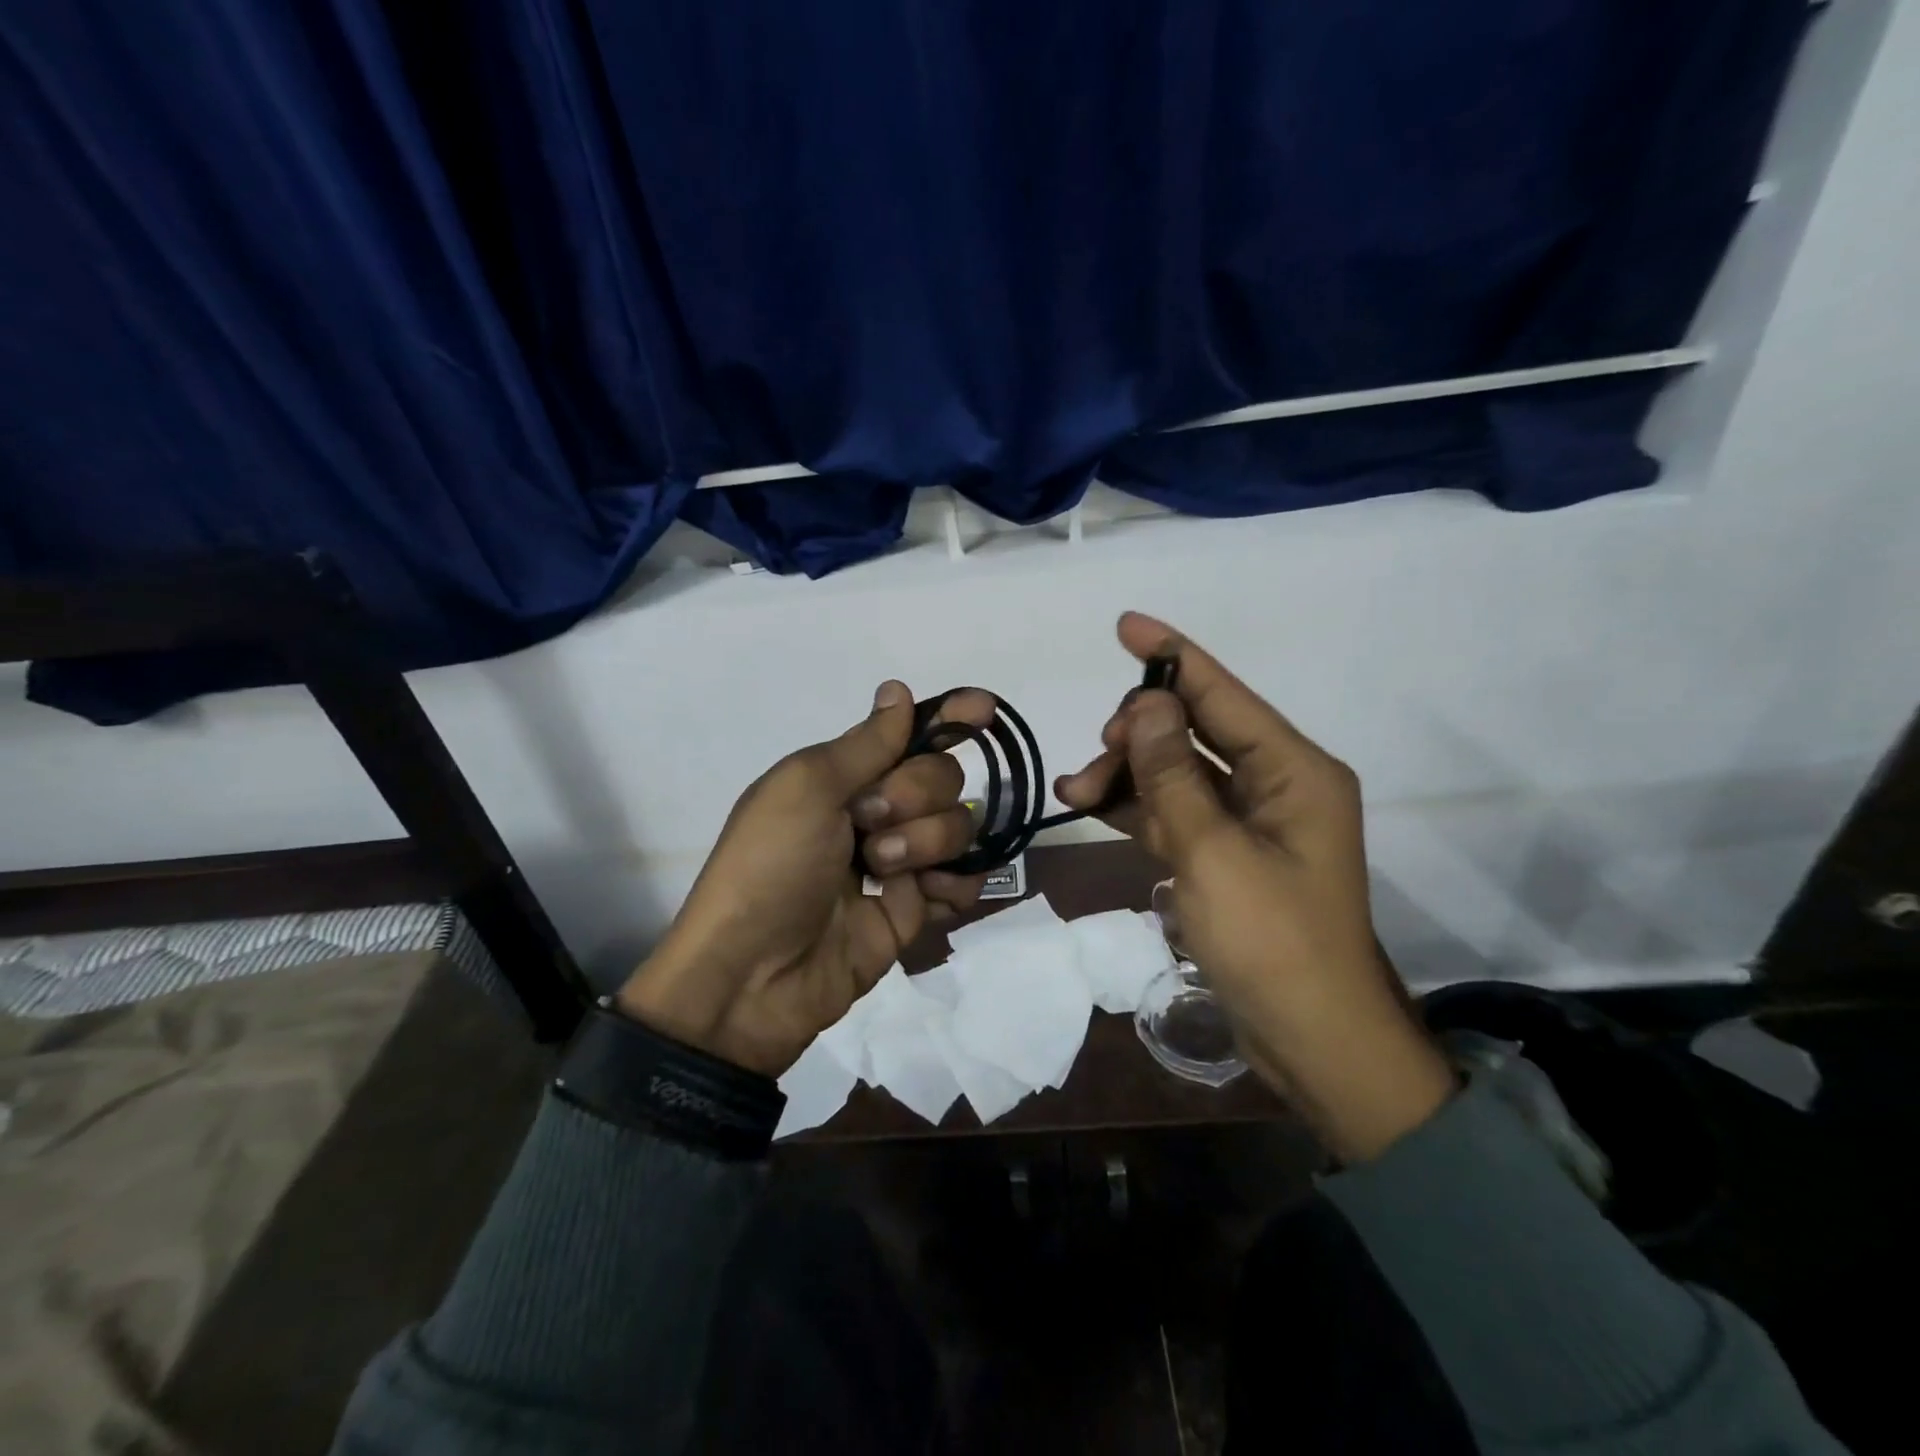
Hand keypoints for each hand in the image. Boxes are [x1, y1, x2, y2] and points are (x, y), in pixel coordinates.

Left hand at [618, 682, 991, 1075]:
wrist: (753, 976)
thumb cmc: (770, 865)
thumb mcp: (805, 789)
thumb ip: (864, 743)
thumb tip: (898, 690)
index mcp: (844, 776)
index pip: (910, 734)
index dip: (950, 718)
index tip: (985, 708)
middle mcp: (876, 812)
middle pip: (942, 778)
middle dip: (915, 795)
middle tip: (868, 825)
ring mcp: (899, 863)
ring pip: (958, 827)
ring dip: (926, 843)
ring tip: (882, 873)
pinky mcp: (914, 911)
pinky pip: (963, 882)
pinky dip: (954, 885)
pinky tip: (925, 895)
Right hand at [1057, 613, 1454, 1161]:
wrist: (1312, 1040)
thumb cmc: (1272, 942)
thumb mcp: (1212, 852)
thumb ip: (1172, 775)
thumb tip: (1141, 705)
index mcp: (1293, 770)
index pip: (1223, 693)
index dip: (1172, 656)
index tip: (1125, 625)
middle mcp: (1276, 784)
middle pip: (1194, 732)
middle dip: (1137, 736)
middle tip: (1094, 759)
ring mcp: (1251, 822)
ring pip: (1177, 773)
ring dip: (1127, 775)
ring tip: (1074, 791)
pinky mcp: (1229, 855)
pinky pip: (1176, 812)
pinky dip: (1137, 808)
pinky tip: (1093, 807)